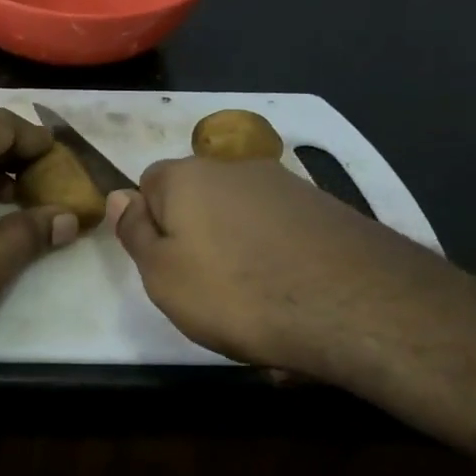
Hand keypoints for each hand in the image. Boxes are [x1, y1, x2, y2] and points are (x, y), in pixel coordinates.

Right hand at [106, 156, 465, 387]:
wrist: (356, 306)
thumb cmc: (236, 293)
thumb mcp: (162, 274)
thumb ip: (134, 232)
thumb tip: (119, 196)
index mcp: (187, 177)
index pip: (148, 183)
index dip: (149, 223)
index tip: (162, 264)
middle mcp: (236, 168)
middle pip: (198, 198)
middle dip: (194, 235)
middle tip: (202, 287)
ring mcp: (288, 186)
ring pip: (241, 217)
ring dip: (237, 249)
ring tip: (252, 302)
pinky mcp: (328, 210)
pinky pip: (282, 233)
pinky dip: (278, 258)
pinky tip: (291, 297)